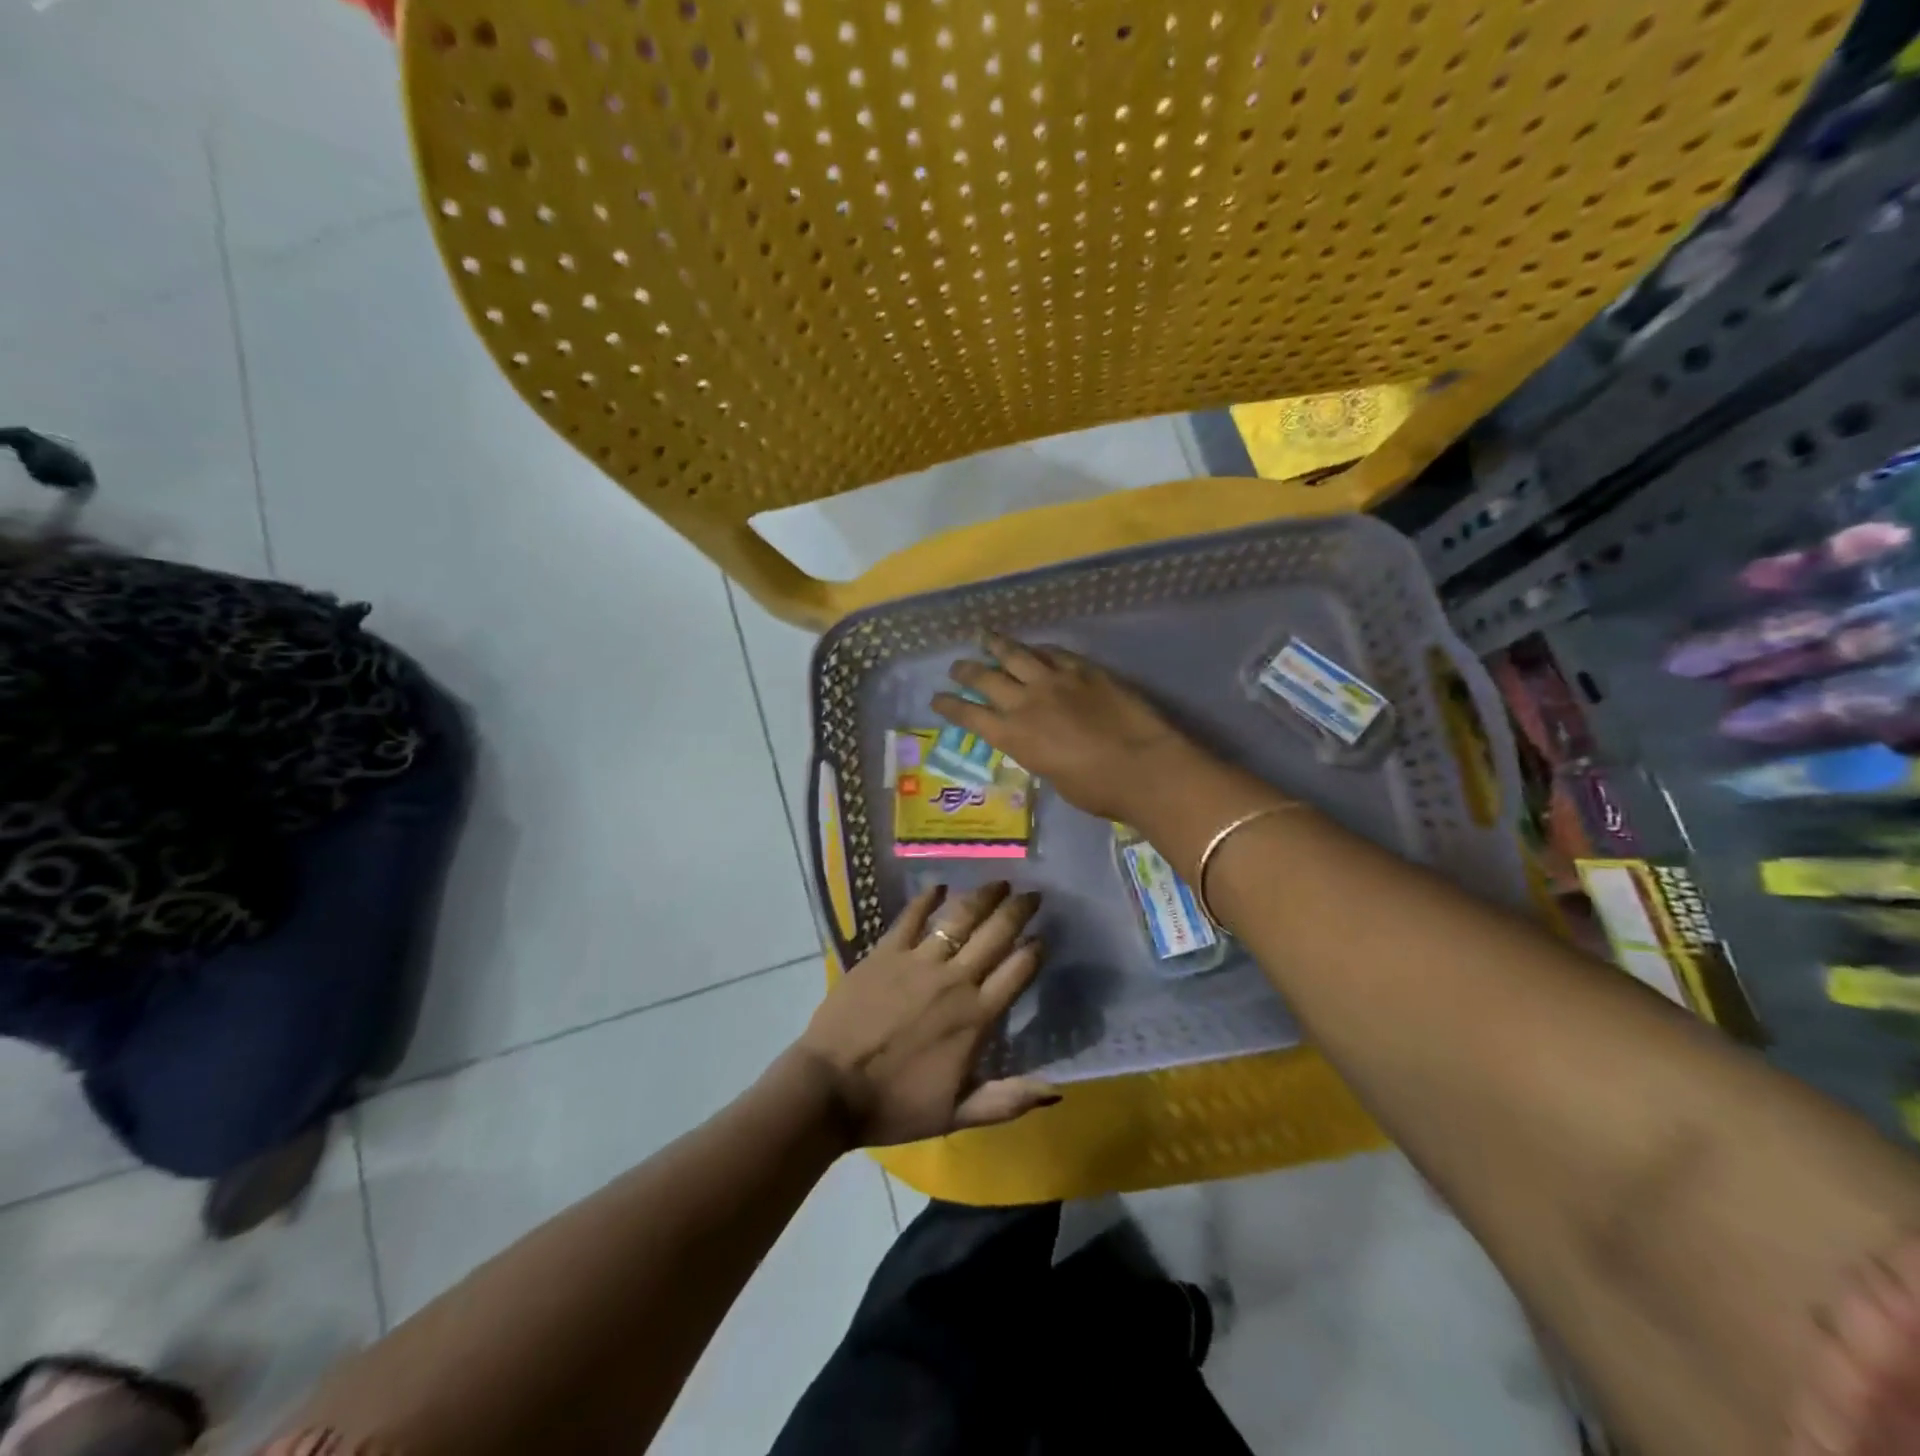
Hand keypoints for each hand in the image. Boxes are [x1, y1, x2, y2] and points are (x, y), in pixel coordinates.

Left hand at [794, 881, 1057, 1147]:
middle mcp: (954, 980)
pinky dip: (926, 899)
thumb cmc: (895, 1105)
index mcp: (976, 1017)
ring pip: (959, 918)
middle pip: (995, 935)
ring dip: (982, 897)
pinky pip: (910, 917)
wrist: (831, 1089)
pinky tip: (938, 887)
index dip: (1034, 950)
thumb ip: (1008, 1100)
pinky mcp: (885, 952)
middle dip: (1018, 910)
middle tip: (1033, 893)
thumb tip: (1056, 1092)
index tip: (1043, 935)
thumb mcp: (957, 1114)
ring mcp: (918, 961)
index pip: (1017, 971)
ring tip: (999, 882)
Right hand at [932, 631, 1198, 822]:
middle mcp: (1027, 702)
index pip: (970, 716)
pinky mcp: (1085, 671)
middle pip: (987, 678)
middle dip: (966, 671)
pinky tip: (1035, 647)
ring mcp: (1056, 681)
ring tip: (983, 636)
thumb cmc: (1097, 790)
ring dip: (996, 645)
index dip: (950, 706)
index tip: (936, 698)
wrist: (1143, 767)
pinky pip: (1055, 653)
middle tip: (956, 666)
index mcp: (1014, 736)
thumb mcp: (1053, 777)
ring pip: (1017, 654)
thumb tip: (1038, 741)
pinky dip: (1039, 649)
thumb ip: (1038, 753)